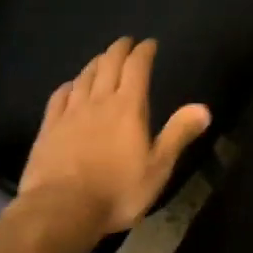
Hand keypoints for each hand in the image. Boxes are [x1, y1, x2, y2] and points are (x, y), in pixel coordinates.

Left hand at [18, 38, 211, 236]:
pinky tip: (70, 86)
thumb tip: (204, 108)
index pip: (137, 68)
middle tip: (126, 42)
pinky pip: (59, 97)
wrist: (61, 209)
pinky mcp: (48, 128)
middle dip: (119, 50)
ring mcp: (70, 113)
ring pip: (84, 77)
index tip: (149, 43)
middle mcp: (98, 102)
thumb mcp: (158, 167)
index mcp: (128, 108)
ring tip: (101, 59)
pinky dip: (69, 85)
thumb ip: (178, 134)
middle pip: (108, 64)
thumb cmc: (117, 191)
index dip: (144, 52)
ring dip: (95, 63)